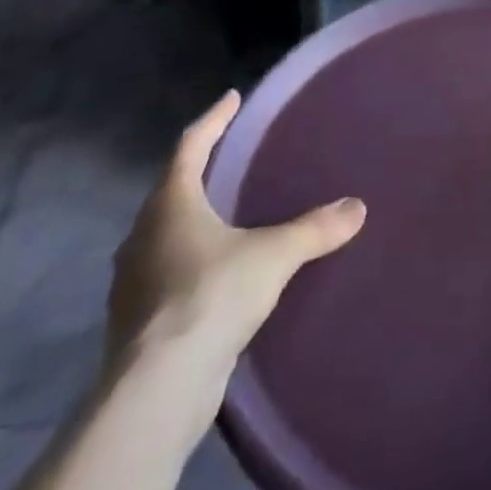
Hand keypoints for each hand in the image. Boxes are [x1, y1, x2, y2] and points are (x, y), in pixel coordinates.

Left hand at [106, 92, 366, 386]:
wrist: (157, 391)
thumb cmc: (211, 296)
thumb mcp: (273, 255)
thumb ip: (314, 228)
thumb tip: (357, 207)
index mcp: (170, 203)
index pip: (191, 145)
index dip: (214, 119)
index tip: (232, 98)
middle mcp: (143, 235)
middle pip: (171, 189)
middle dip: (198, 172)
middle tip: (227, 159)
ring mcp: (133, 282)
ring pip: (163, 234)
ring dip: (190, 221)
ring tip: (223, 216)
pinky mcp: (135, 322)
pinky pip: (164, 274)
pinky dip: (187, 263)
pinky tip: (212, 275)